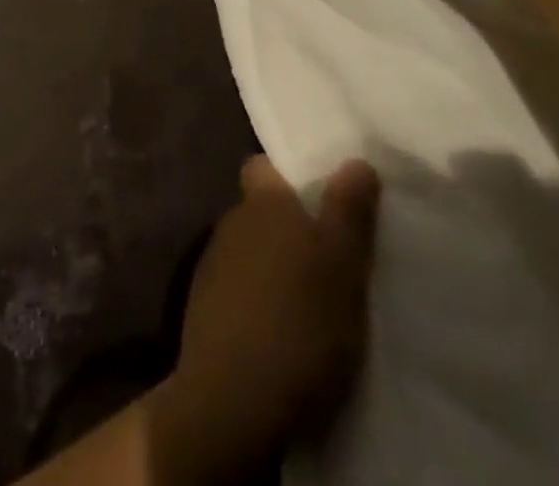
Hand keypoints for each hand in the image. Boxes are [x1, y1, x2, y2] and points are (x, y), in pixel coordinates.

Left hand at [151, 158, 380, 477]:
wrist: (233, 398)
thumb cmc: (299, 321)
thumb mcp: (343, 266)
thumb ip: (349, 211)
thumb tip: (355, 161)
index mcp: (262, 202)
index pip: (262, 165)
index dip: (286, 175)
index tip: (317, 196)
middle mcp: (231, 221)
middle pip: (259, 209)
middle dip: (286, 226)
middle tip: (326, 255)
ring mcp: (212, 264)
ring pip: (248, 250)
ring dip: (272, 266)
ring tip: (307, 299)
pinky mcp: (203, 308)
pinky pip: (237, 289)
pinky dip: (256, 300)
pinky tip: (279, 330)